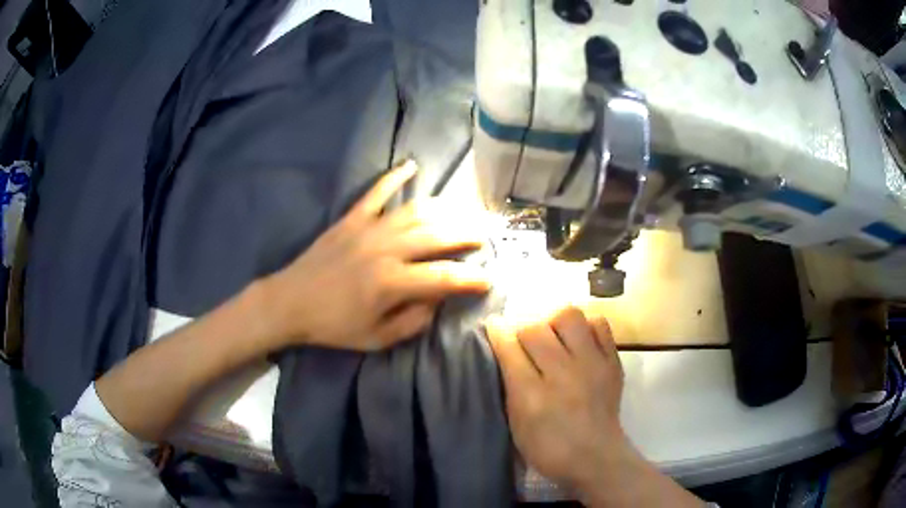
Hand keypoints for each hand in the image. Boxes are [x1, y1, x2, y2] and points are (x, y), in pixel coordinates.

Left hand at [262, 160, 489, 351]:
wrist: (290, 302)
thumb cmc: (333, 325)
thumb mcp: (377, 338)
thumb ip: (413, 321)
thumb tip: (438, 300)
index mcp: (392, 283)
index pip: (445, 277)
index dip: (472, 279)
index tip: (490, 279)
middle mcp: (386, 250)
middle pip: (438, 236)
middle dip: (468, 235)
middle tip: (485, 236)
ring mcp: (368, 229)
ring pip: (416, 211)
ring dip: (444, 210)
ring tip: (463, 212)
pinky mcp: (351, 218)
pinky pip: (377, 192)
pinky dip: (394, 177)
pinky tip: (411, 165)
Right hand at [486, 307, 627, 490]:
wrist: (596, 457)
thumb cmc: (549, 447)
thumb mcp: (517, 423)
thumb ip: (510, 385)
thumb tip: (505, 351)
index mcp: (532, 395)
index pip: (509, 347)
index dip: (498, 331)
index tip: (494, 325)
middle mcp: (562, 373)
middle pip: (535, 328)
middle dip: (522, 327)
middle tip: (523, 338)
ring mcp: (592, 364)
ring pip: (569, 316)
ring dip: (554, 321)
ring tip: (553, 335)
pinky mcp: (613, 362)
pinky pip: (600, 325)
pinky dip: (586, 326)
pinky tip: (579, 340)